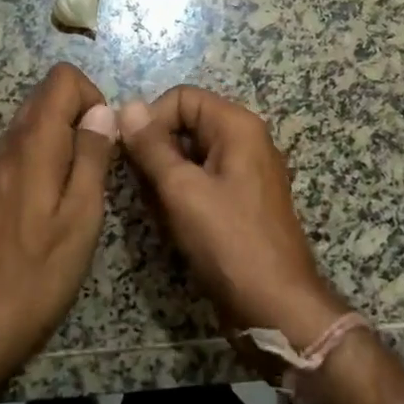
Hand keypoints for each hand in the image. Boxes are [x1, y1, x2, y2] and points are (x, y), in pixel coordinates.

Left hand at [0, 63, 117, 385]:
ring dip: (65, 140)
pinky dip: (47, 159)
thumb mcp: (81, 217)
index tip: (107, 141)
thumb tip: (104, 111)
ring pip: (34, 124)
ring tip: (82, 190)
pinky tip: (55, 206)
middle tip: (100, 167)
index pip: (62, 78)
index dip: (93, 97)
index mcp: (33, 144)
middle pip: (46, 97)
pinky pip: (22, 151)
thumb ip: (93, 157)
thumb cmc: (36, 275)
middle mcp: (7, 144)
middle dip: (81, 117)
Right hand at [120, 85, 348, 350]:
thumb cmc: (228, 241)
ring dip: (167, 177)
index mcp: (238, 126)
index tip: (131, 154)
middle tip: (143, 187)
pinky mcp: (242, 200)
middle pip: (187, 124)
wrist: (275, 306)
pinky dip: (183, 194)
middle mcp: (246, 140)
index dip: (152, 119)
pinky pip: (204, 180)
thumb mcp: (182, 190)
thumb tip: (128, 107)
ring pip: (191, 155)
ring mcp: (247, 171)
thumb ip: (152, 146)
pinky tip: (174, 222)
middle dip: (158, 151)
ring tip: (160, 209)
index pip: (182, 97)